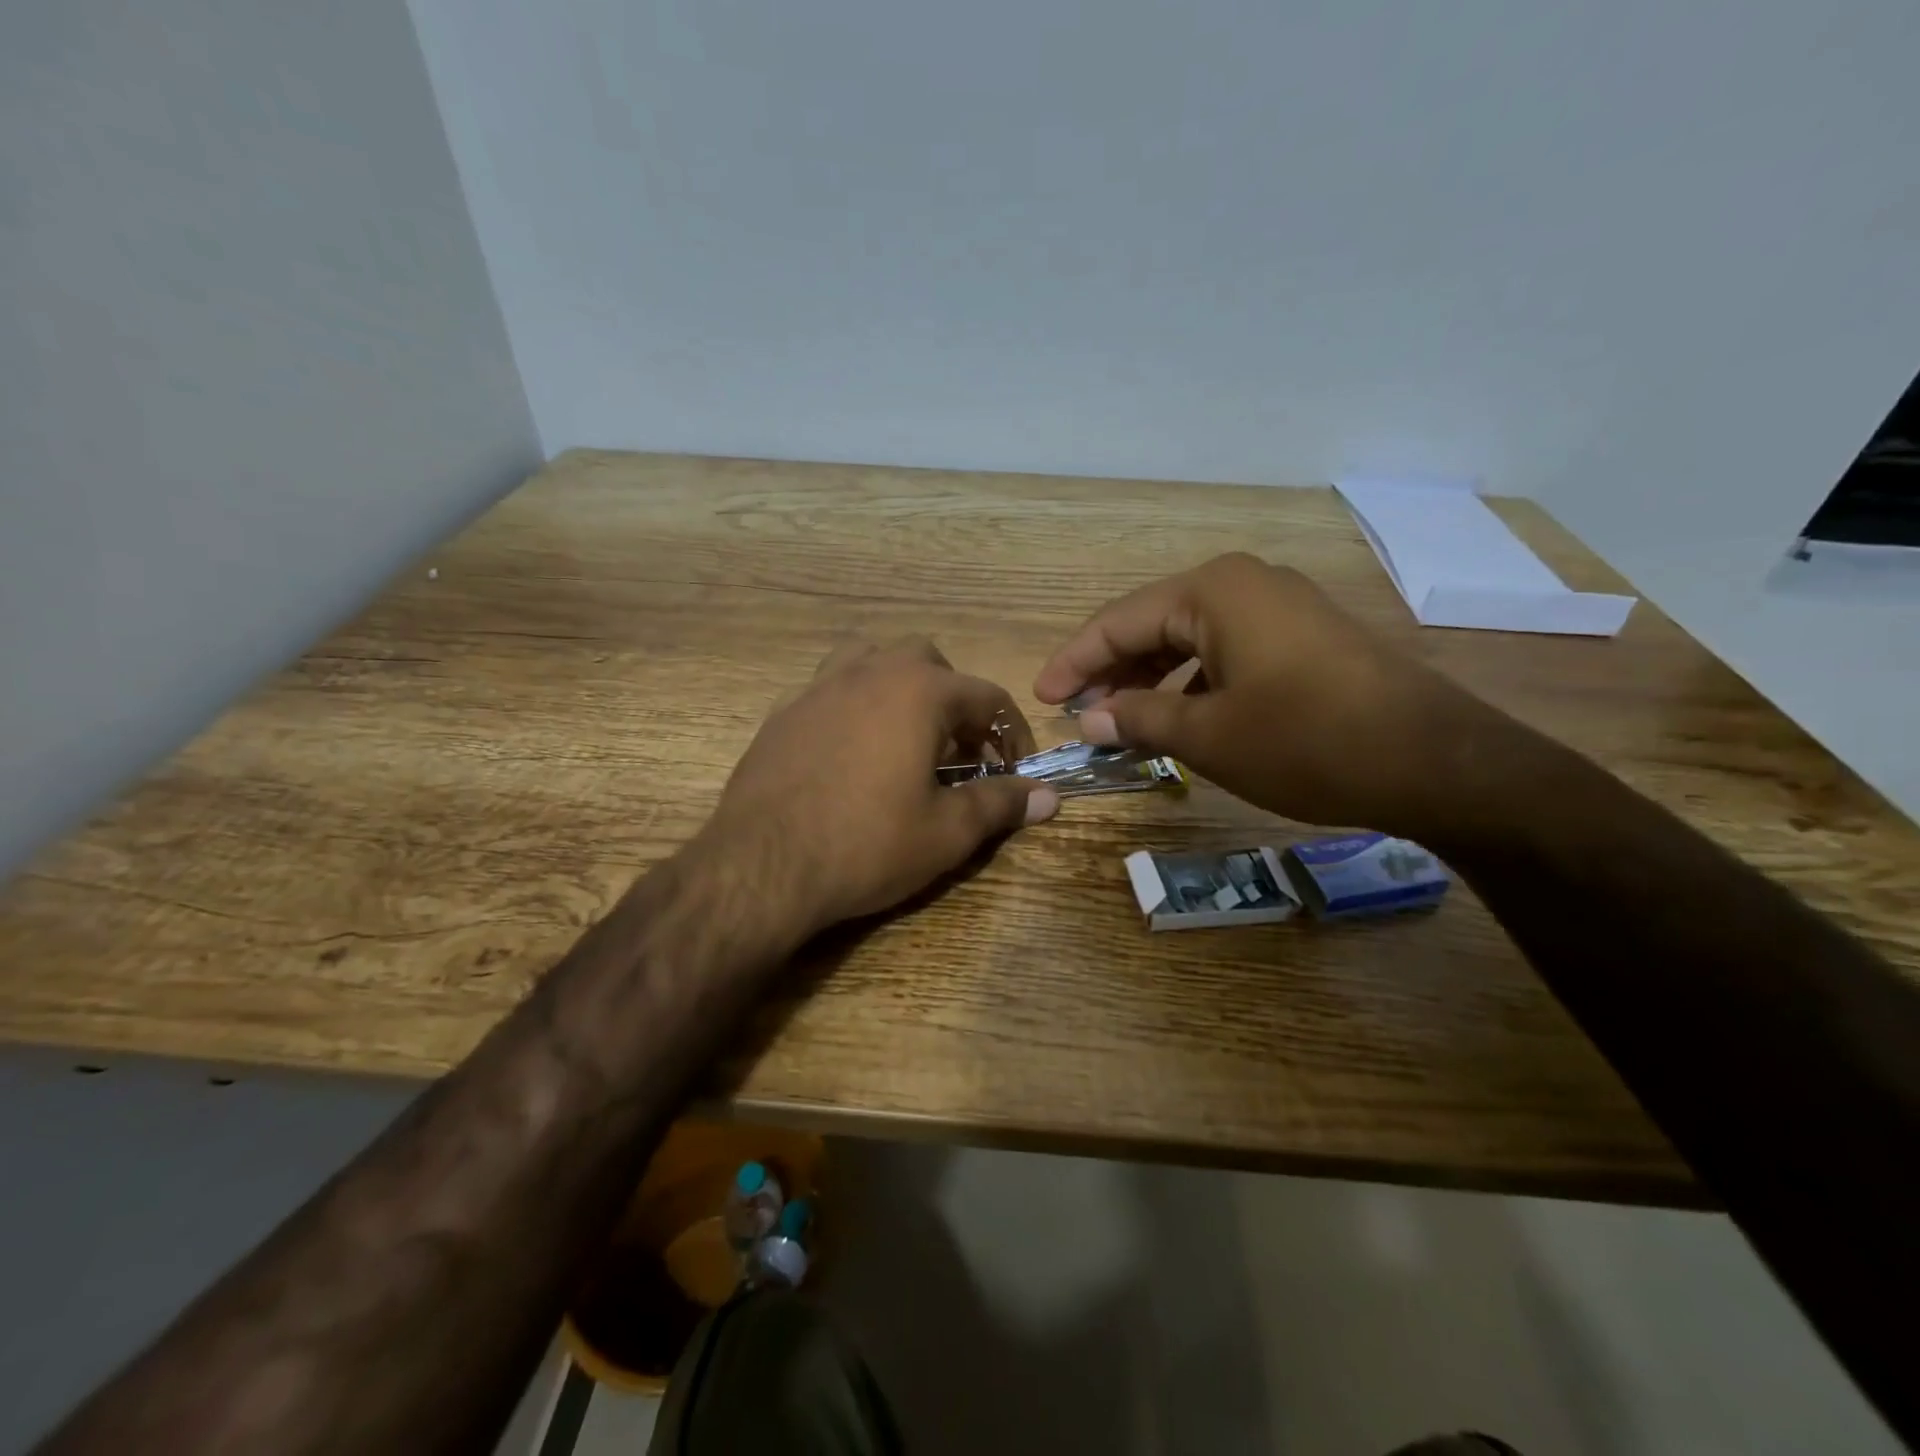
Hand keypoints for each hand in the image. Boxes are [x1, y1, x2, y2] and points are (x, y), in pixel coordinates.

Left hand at [701, 638, 1058, 938]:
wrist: (762, 866)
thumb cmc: (867, 844)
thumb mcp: (946, 832)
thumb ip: (1000, 805)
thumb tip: (1049, 797)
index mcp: (919, 691)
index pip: (987, 697)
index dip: (1010, 734)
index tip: (1014, 770)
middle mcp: (870, 671)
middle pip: (928, 660)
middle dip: (953, 700)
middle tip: (956, 751)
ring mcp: (819, 686)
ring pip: (871, 657)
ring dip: (898, 686)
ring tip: (903, 734)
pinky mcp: (782, 711)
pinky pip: (828, 688)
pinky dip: (851, 704)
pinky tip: (848, 750)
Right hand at [1033, 553, 1515, 833]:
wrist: (1435, 761)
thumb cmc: (1307, 741)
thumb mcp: (1208, 736)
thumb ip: (1140, 719)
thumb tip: (1091, 719)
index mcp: (1212, 591)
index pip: (1118, 622)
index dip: (1074, 662)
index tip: (1042, 698)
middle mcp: (1243, 583)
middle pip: (1153, 624)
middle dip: (1111, 670)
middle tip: (1079, 713)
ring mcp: (1280, 607)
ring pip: (1190, 638)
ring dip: (1151, 678)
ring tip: (1123, 722)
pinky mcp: (1305, 636)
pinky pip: (1227, 650)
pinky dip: (1193, 682)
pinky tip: (1182, 717)